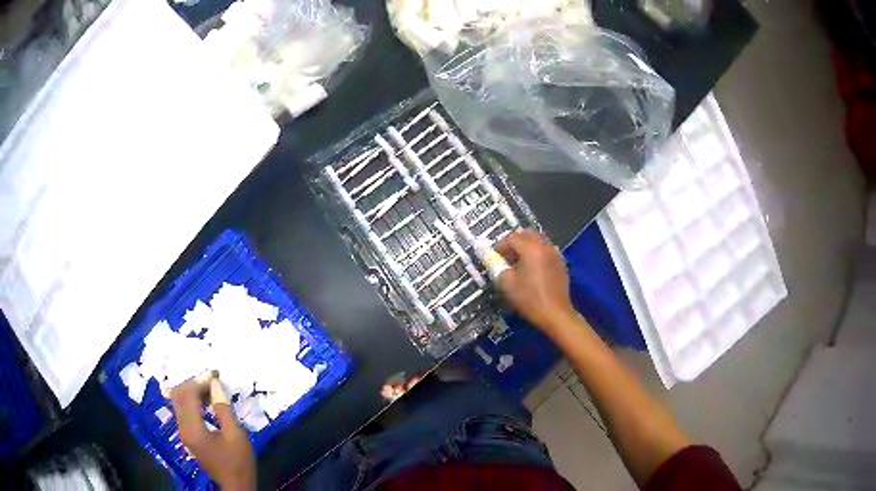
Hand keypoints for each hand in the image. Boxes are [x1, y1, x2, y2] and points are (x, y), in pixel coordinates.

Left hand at [170, 375, 255, 489]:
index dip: (199, 381)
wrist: (236, 484)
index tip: (215, 374)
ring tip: (210, 389)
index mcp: (193, 429)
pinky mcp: (187, 436)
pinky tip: (205, 402)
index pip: (187, 395)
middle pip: (178, 396)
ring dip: (192, 392)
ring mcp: (183, 432)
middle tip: (212, 380)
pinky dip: (192, 402)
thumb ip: (223, 408)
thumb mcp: (236, 434)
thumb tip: (215, 384)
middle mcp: (182, 428)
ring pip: (178, 402)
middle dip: (193, 384)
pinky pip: (183, 411)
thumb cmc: (239, 461)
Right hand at [495, 231, 576, 334]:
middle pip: (527, 235)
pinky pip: (546, 251)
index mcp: (531, 248)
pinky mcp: (561, 264)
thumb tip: (489, 256)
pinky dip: (537, 254)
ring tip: (519, 263)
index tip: (494, 258)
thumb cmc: (529, 299)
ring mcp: (555, 254)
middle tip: (506, 257)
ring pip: (538, 241)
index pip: (511, 238)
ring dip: (526, 247)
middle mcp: (545, 246)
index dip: (500, 246)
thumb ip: (496, 266)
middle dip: (514, 242)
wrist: (555, 313)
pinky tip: (533, 269)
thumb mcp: (507, 283)